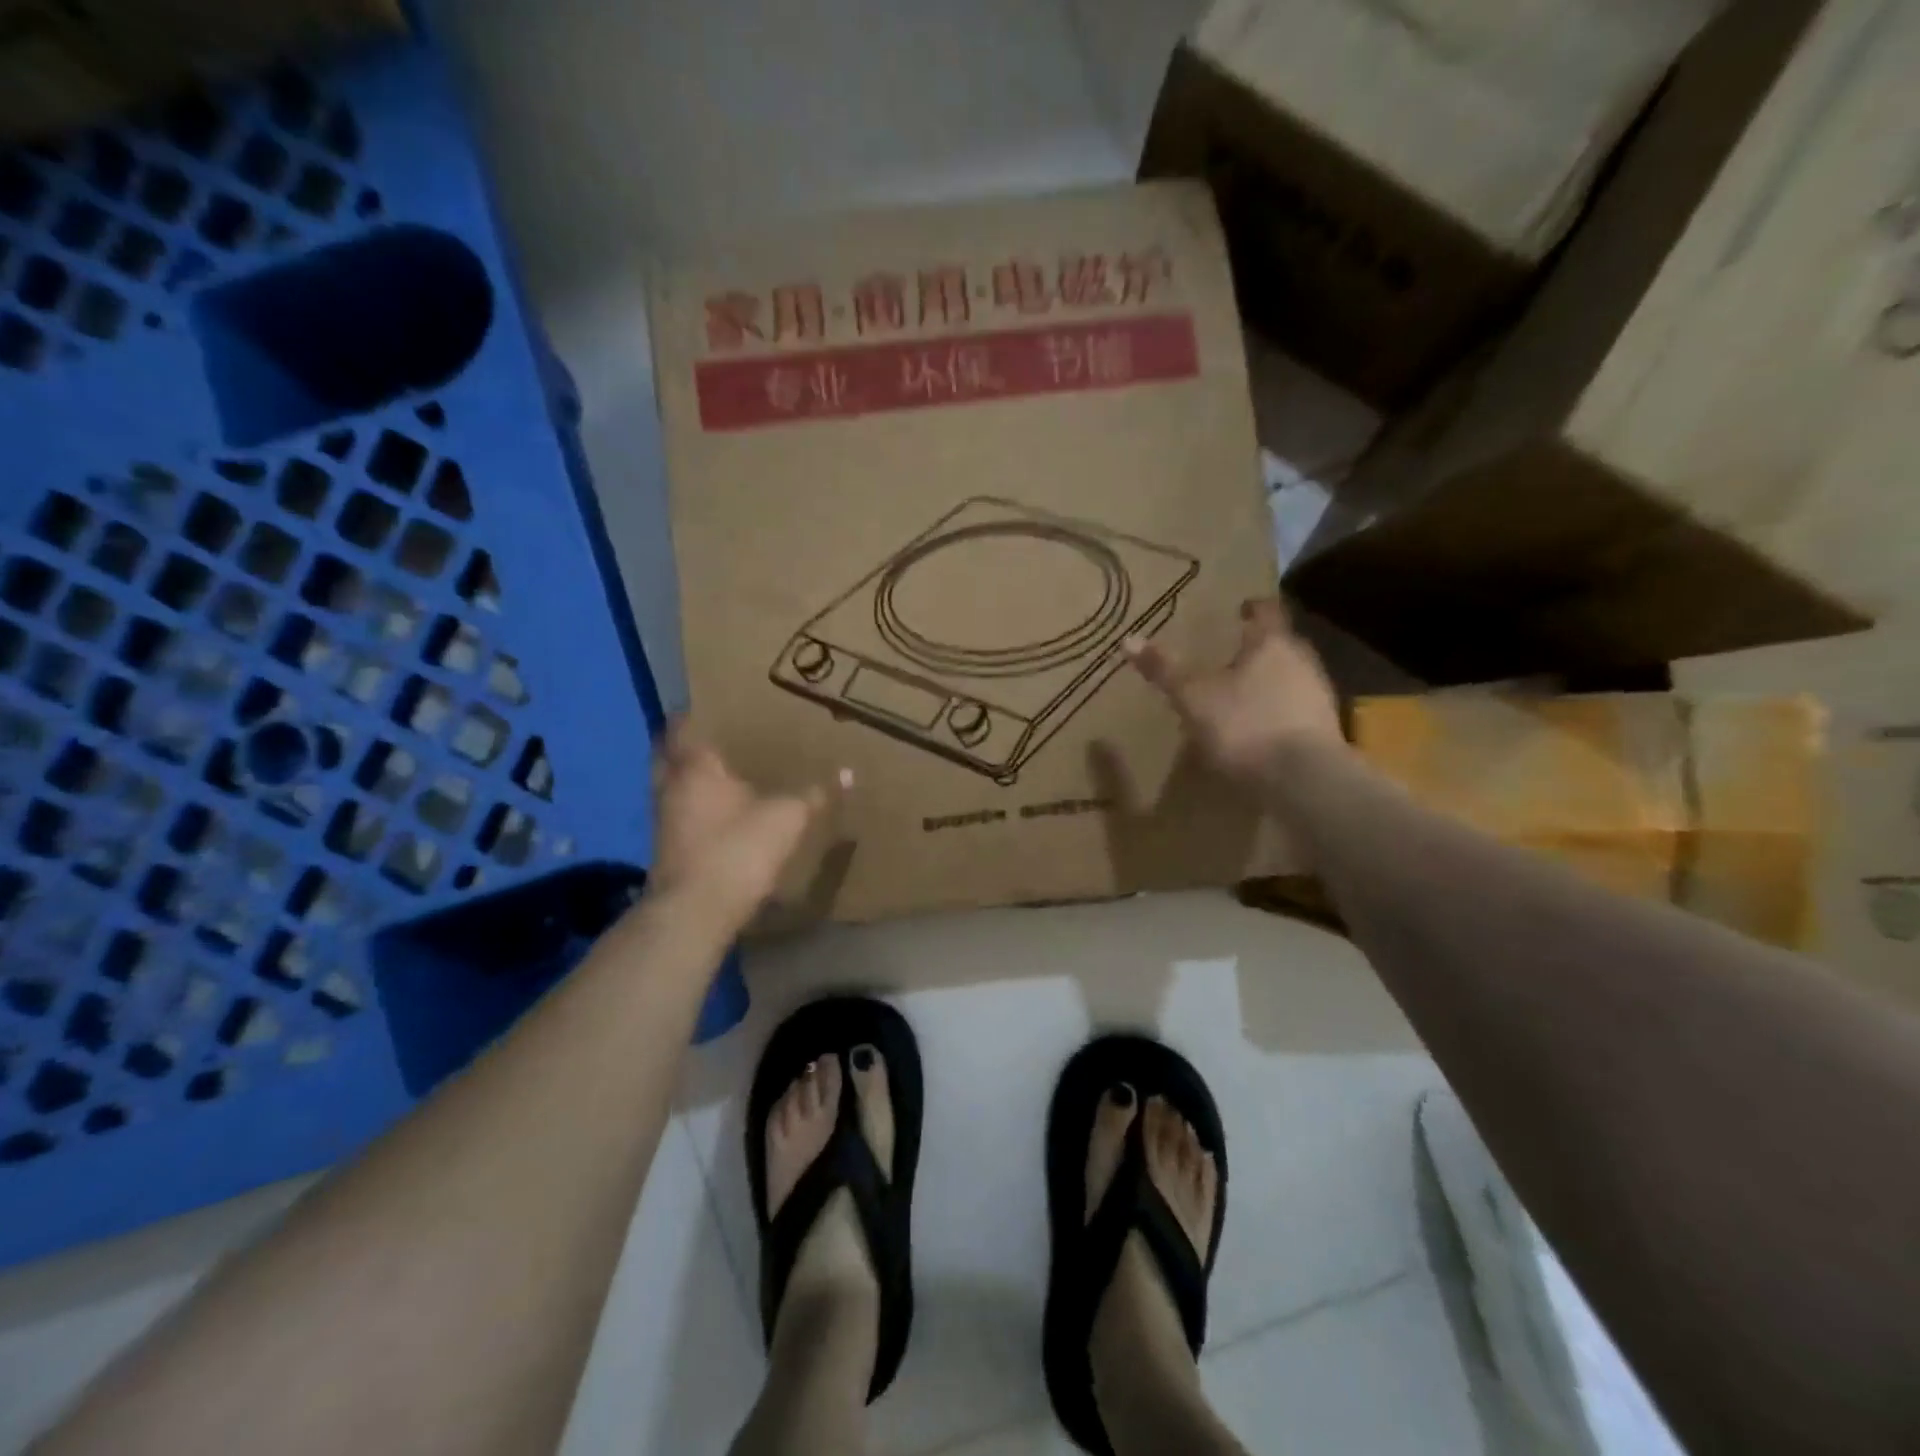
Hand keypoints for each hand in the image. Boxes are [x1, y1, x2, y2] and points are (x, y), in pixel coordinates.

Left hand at [649, 721, 839, 920]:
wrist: (695, 911)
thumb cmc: (738, 849)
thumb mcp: (787, 818)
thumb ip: (814, 794)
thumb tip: (848, 773)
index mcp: (695, 767)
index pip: (682, 726)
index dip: (694, 715)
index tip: (712, 708)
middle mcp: (670, 786)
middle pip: (667, 755)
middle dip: (686, 745)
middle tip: (715, 738)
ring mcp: (663, 818)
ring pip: (671, 785)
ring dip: (688, 778)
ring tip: (719, 774)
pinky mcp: (665, 847)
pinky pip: (677, 813)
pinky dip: (692, 806)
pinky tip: (716, 813)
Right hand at [1126, 596, 1344, 782]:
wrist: (1305, 779)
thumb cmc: (1246, 724)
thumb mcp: (1193, 697)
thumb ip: (1165, 669)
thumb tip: (1129, 639)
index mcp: (1272, 642)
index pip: (1266, 610)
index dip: (1251, 607)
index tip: (1239, 609)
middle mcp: (1302, 660)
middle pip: (1279, 644)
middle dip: (1256, 648)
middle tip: (1230, 653)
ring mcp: (1318, 695)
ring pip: (1289, 677)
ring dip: (1267, 681)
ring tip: (1239, 694)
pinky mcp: (1324, 730)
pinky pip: (1294, 709)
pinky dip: (1276, 712)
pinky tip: (1257, 729)